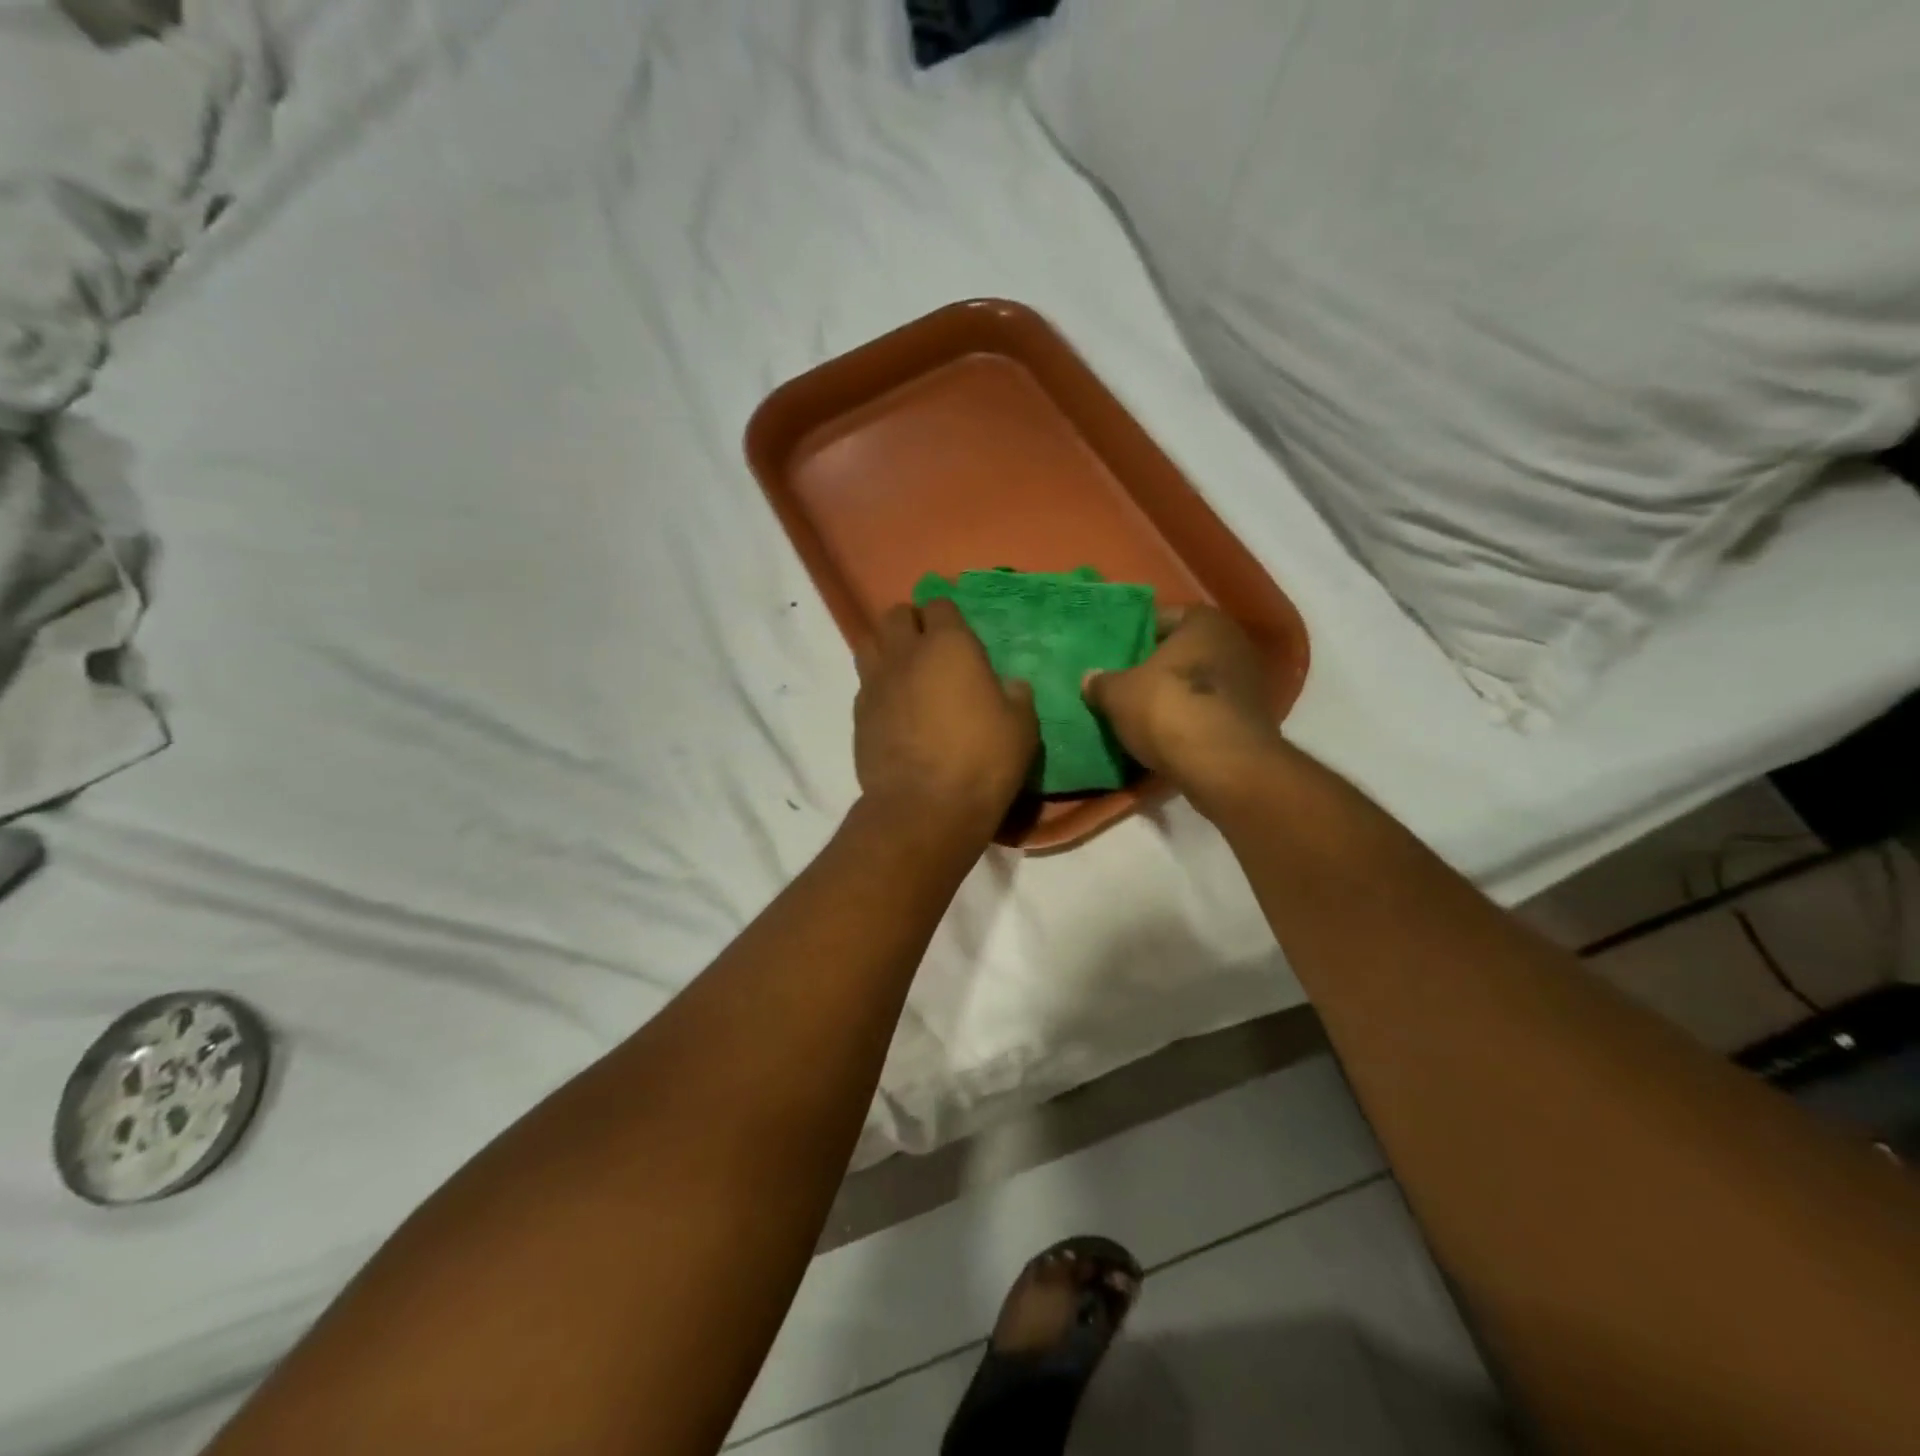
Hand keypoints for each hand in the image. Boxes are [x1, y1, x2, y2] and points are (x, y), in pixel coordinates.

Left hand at [854, 599, 1038, 842]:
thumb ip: (1016, 697)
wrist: (924, 808)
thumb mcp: (1021, 728)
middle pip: (896, 615)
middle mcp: (906, 654)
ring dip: (887, 648)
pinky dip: (878, 687)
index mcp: (949, 645)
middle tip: (930, 647)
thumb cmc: (982, 761)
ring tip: (906, 671)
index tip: (958, 632)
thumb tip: (1011, 685)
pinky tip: (895, 708)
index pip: (939, 604)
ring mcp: (875, 683)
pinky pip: (865, 684)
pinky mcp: (858, 714)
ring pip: (870, 643)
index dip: (948, 615)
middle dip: (912, 622)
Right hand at [1084, 605, 1284, 818]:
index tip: (1117, 656)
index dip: (1137, 636)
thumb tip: (1090, 678)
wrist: (1224, 765)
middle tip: (1126, 683)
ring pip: (1199, 682)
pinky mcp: (1252, 718)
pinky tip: (1169, 735)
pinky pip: (1211, 711)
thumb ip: (1102, 682)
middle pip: (1184, 651)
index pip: (1163, 618)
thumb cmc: (1168, 709)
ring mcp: (1249, 682)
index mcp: (1203, 622)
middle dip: (1158, 667)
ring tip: (1143, 712)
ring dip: (1176, 695)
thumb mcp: (1118, 695)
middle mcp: (1233, 642)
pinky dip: (1192, 719)